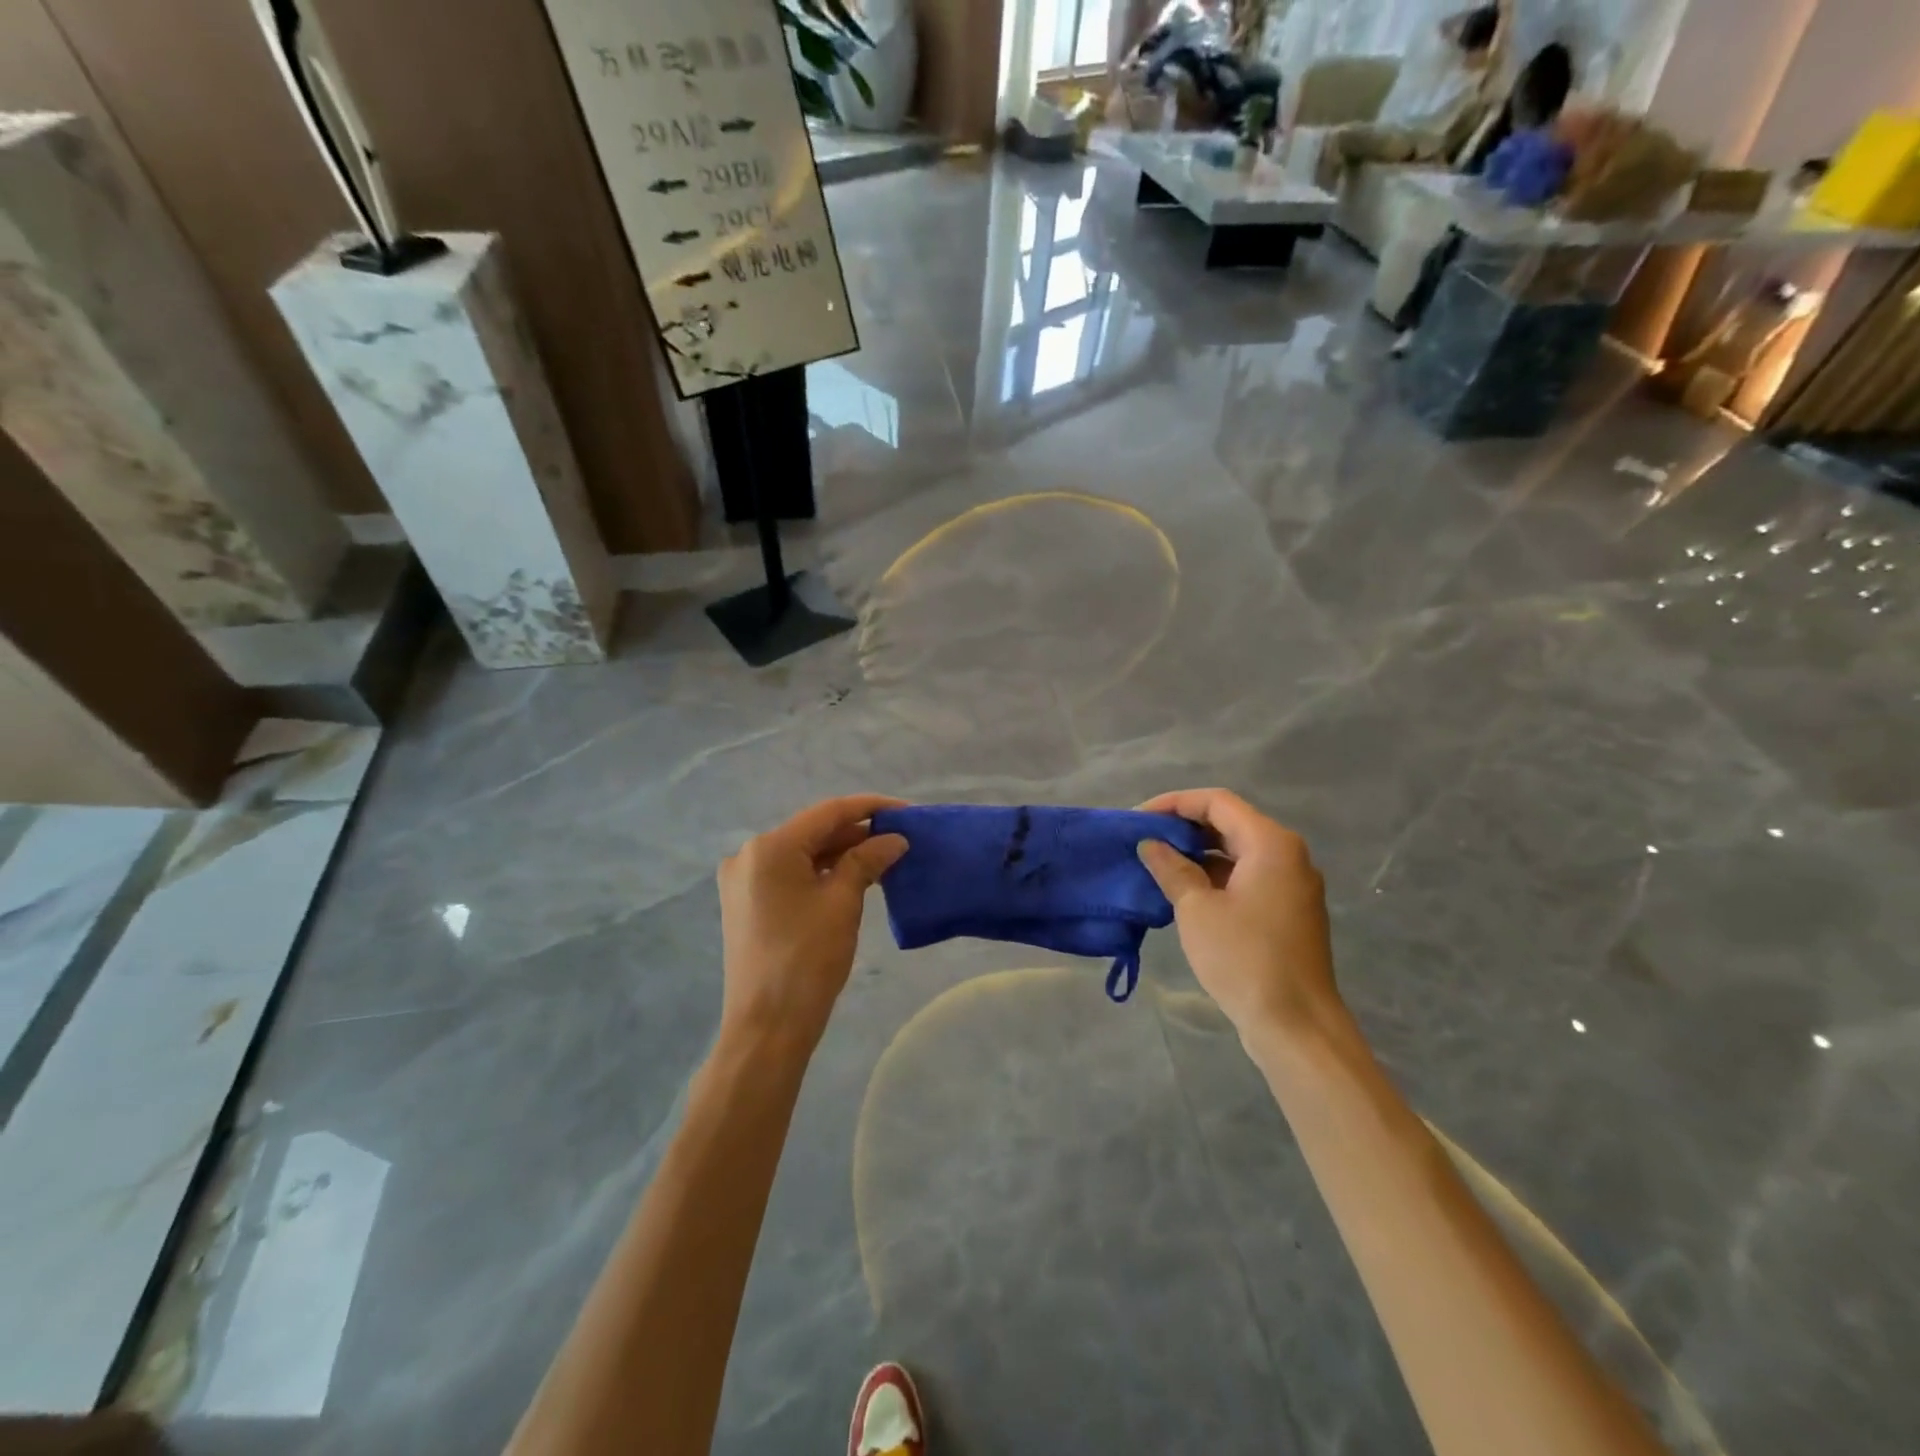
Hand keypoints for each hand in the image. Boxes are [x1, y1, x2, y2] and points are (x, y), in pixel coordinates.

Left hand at [717, 795, 907, 1050]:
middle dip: (857, 833)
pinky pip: (790, 875)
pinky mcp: (747, 903)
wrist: (767, 1027)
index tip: (907, 811)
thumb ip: (867, 860)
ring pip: (802, 854)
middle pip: (812, 831)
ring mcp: (744, 881)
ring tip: (884, 857)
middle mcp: (749, 855)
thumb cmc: (807, 959)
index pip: (828, 813)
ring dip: (841, 853)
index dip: (870, 808)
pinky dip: (821, 873)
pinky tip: (854, 877)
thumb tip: (894, 839)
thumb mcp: (842, 903)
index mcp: (769, 847)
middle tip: (900, 837)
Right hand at [1136, 789, 1340, 1045]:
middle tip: (1144, 841)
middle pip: (1230, 823)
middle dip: (1184, 828)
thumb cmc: (1244, 958)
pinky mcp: (1288, 912)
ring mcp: (1291, 885)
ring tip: (1157, 865)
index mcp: (1270, 843)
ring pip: (1238, 852)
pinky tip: (1184, 892)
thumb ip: (1171, 869)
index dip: (1174, 803)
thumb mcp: (1197, 909)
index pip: (1217, 802)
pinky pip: (1247, 877)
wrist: (1296, 1025)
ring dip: (1198, 854)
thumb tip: (1150, 844)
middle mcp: (1287, 855)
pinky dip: (1215, 877)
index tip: (1139, 819)